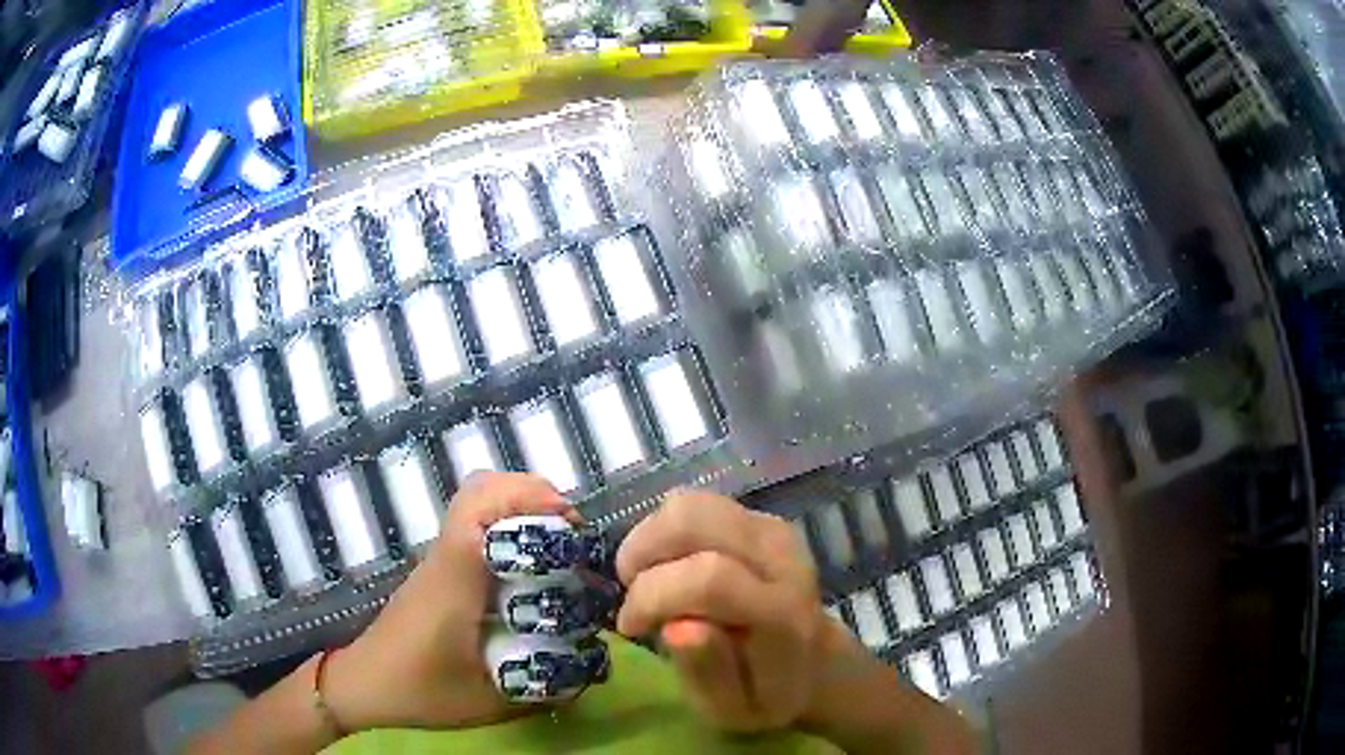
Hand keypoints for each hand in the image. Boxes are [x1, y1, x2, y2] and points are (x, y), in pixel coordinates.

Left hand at [323, 472, 578, 730]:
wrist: (366, 684)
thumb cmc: (421, 691)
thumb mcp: (490, 699)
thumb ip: (541, 684)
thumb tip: (593, 664)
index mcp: (455, 576)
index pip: (481, 507)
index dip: (530, 501)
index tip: (572, 529)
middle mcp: (447, 555)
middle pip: (481, 488)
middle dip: (535, 497)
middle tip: (573, 538)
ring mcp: (441, 559)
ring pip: (478, 502)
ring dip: (523, 509)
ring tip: (559, 546)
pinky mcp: (442, 570)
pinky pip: (476, 527)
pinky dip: (509, 527)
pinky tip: (531, 568)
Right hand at [614, 489, 831, 732]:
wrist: (814, 662)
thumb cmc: (766, 694)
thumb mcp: (732, 709)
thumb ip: (707, 671)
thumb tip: (676, 627)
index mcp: (781, 613)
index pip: (709, 579)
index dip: (652, 596)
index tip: (631, 627)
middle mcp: (780, 558)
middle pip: (693, 520)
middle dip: (643, 554)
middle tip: (634, 594)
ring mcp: (772, 531)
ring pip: (689, 504)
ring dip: (649, 539)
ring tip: (646, 579)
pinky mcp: (760, 519)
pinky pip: (696, 505)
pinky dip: (665, 533)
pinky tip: (667, 567)